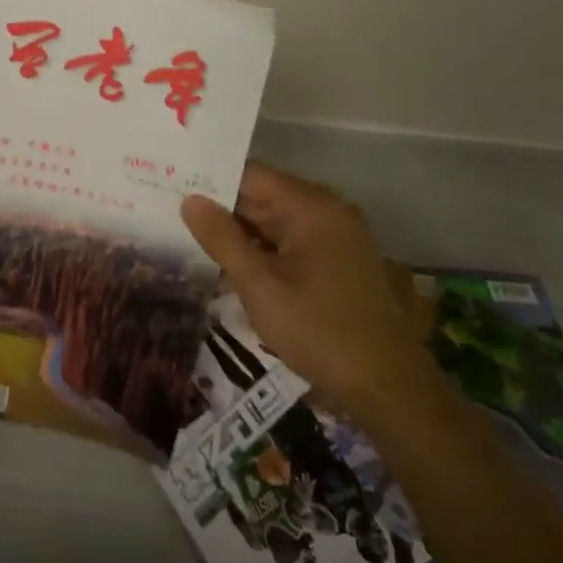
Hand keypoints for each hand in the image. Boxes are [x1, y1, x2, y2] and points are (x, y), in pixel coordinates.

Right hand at [181, 163, 432, 411]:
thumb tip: (190, 200)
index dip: (211, 182)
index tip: (173, 190)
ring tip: (194, 243)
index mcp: (311, 207)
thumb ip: (222, 239)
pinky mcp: (342, 262)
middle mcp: (329, 211)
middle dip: (223, 210)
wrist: (388, 387)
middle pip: (264, 196)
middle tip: (175, 219)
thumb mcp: (259, 286)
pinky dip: (265, 251)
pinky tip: (234, 268)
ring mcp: (339, 237)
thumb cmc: (318, 331)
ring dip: (242, 234)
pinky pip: (294, 242)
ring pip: (277, 222)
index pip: (251, 175)